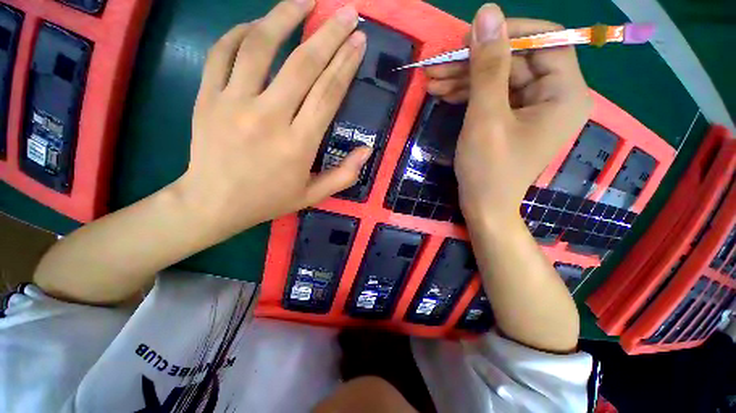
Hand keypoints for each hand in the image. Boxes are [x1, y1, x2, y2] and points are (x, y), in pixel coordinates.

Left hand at [174, 0, 368, 237]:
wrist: (213, 202)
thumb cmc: (268, 200)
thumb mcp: (313, 195)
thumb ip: (344, 175)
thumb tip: (367, 150)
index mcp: (298, 145)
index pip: (327, 94)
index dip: (345, 64)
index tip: (358, 40)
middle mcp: (269, 118)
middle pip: (303, 65)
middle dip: (329, 34)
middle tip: (347, 12)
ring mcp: (233, 103)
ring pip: (260, 46)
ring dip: (285, 17)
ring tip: (304, 0)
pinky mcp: (207, 97)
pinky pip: (222, 53)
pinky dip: (240, 33)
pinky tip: (257, 25)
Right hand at [431, 4, 591, 222]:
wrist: (484, 206)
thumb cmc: (488, 169)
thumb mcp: (486, 117)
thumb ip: (488, 66)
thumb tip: (487, 13)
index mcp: (565, 93)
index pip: (545, 40)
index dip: (507, 33)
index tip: (469, 39)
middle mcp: (555, 96)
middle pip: (515, 61)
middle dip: (474, 61)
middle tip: (437, 65)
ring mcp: (533, 108)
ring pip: (499, 78)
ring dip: (464, 77)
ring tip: (432, 80)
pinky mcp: (514, 118)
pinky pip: (493, 96)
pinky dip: (468, 93)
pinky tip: (443, 92)